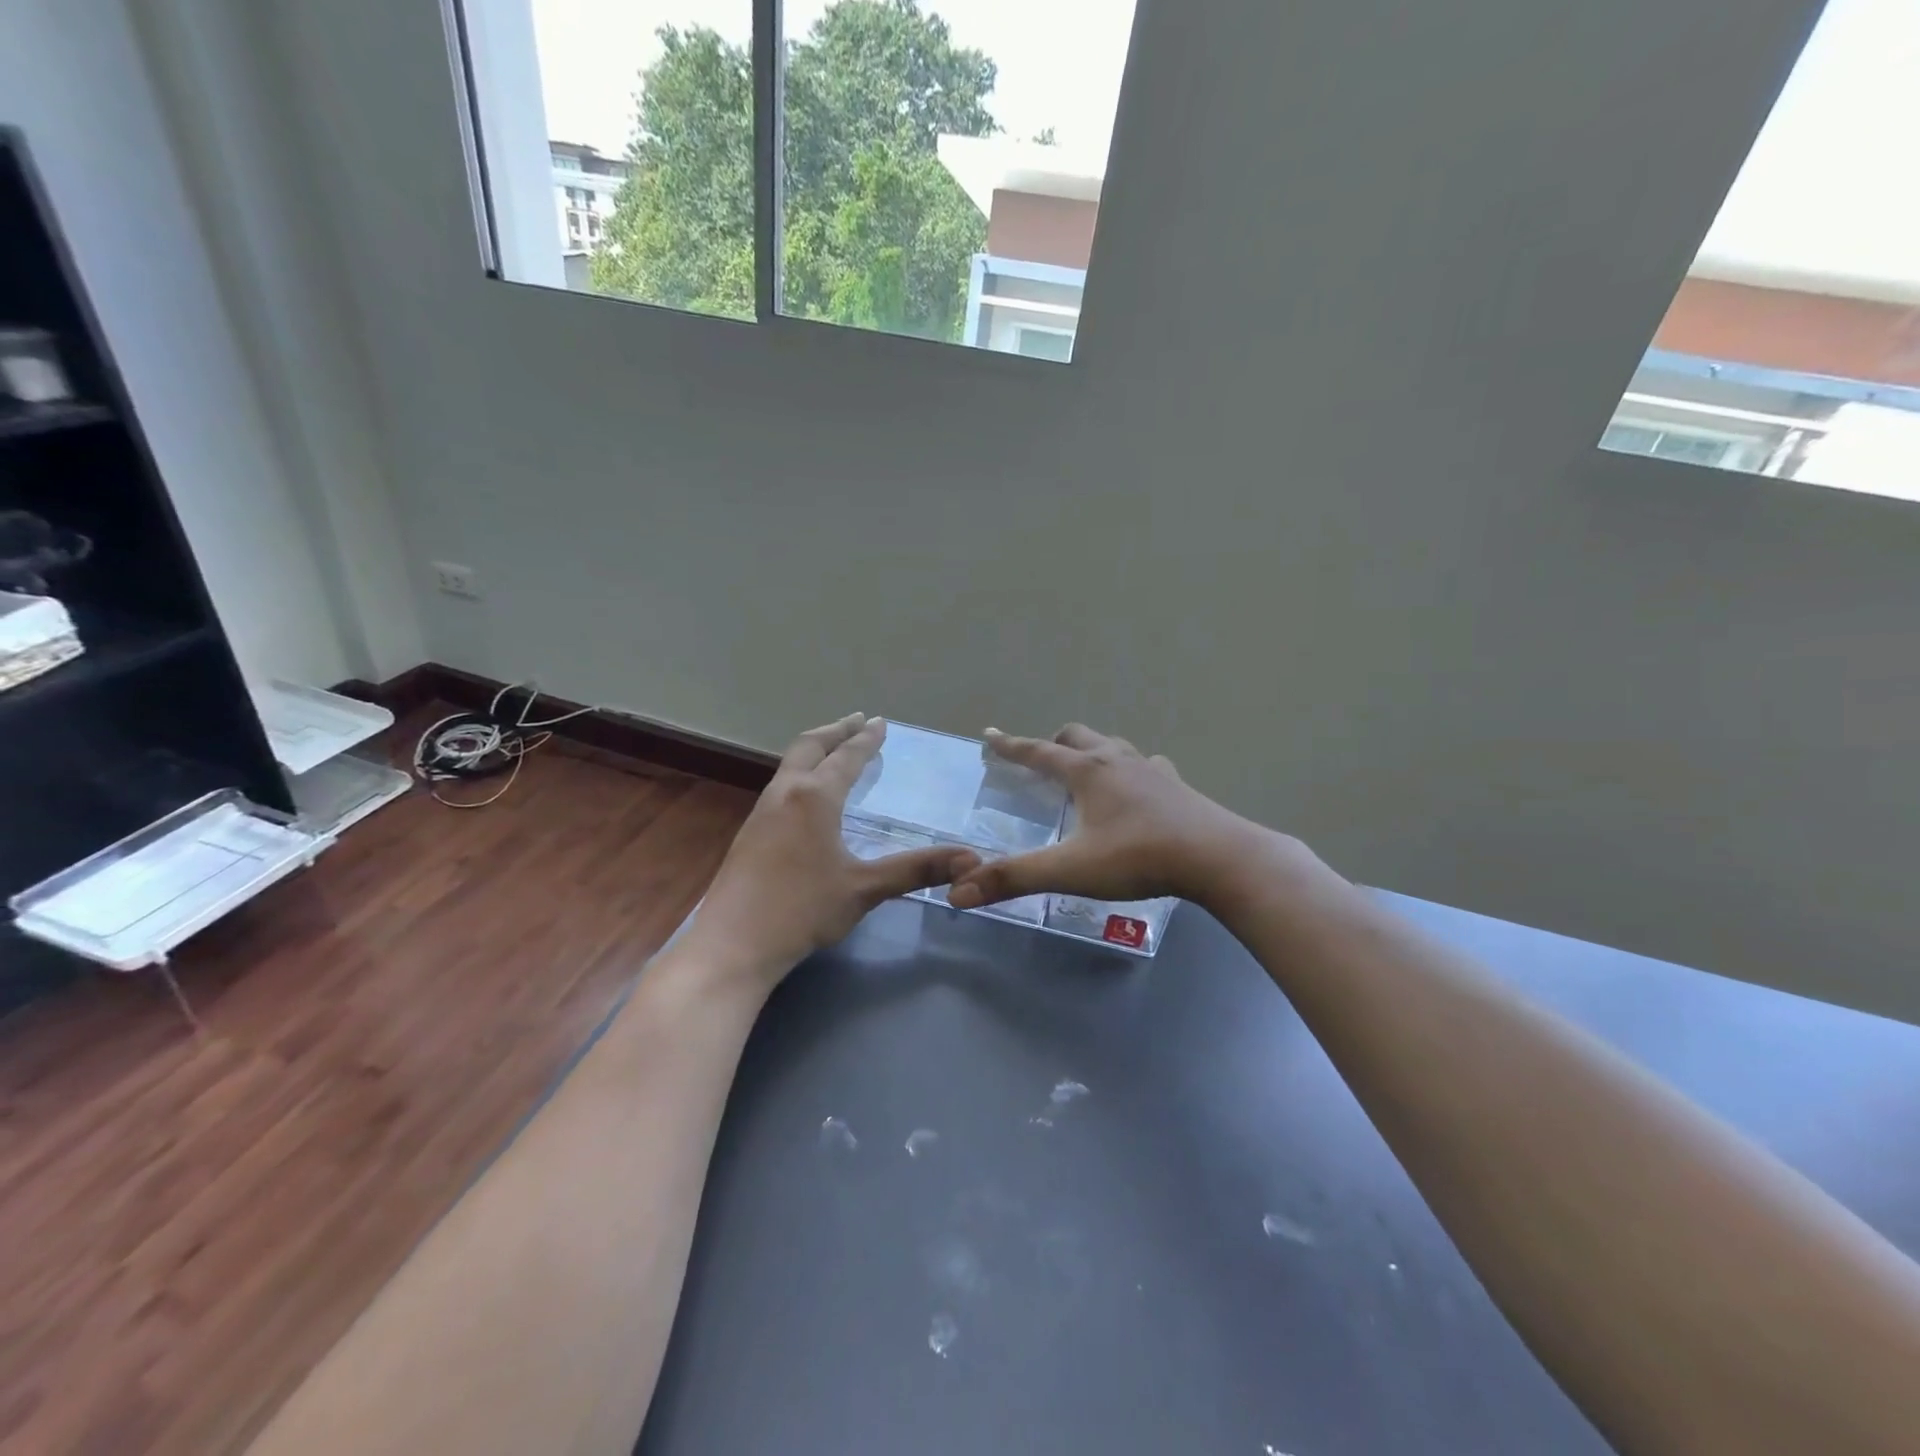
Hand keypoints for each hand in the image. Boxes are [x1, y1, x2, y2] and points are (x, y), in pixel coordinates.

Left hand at [684, 714, 978, 994]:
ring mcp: (762, 811)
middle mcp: (786, 793)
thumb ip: (916, 870)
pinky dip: (801, 772)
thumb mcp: (865, 889)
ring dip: (815, 749)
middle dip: (836, 730)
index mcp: (815, 797)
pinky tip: (807, 795)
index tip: (880, 722)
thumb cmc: (802, 910)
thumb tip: (971, 860)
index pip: (847, 757)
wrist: (732, 944)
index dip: (866, 739)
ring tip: (834, 749)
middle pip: (810, 746)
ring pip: (790, 764)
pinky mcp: (749, 832)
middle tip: (857, 720)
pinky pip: (780, 785)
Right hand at [947, 724, 1260, 911]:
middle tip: (1040, 760)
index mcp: (1087, 772)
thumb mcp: (1069, 870)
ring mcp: (1152, 770)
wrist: (1217, 857)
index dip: (1010, 745)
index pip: (1038, 751)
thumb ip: (1014, 878)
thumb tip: (958, 892)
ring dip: (1093, 751)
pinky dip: (1133, 770)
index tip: (989, 736)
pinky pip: (1149, 766)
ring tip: (1086, 772)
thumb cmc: (1138, 857)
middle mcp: (1117, 760)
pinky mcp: (1178, 786)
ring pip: (1114, 746)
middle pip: (1078, 736)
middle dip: (1053, 743)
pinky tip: (1139, 790)